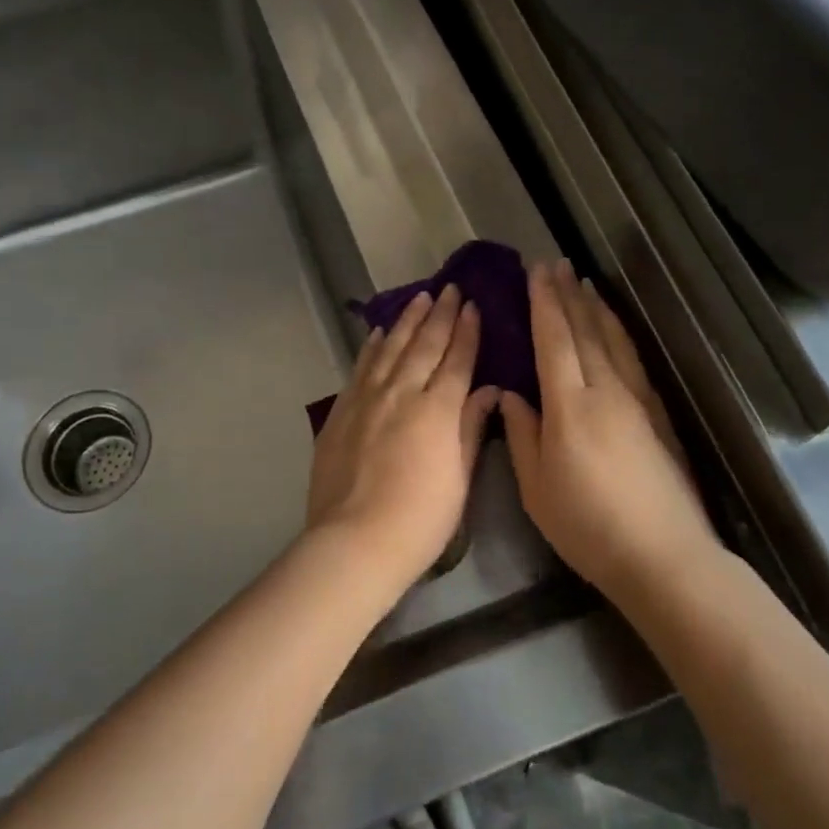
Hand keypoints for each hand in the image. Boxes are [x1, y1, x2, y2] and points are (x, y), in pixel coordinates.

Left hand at [305, 285, 499, 592]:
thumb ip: (470, 428)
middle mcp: (401, 393)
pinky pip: (361, 368)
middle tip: (448, 288)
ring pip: (390, 349)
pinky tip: (379, 334)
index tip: (472, 305)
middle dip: (439, 315)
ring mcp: (367, 399)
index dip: (466, 332)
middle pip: (423, 345)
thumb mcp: (459, 478)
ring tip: (418, 298)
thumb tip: (487, 391)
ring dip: (406, 321)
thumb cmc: (420, 520)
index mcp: (437, 410)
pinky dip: (372, 348)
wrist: (355, 540)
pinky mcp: (341, 412)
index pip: (456, 360)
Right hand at [501, 261, 716, 597]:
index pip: (553, 340)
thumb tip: (509, 395)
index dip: (543, 303)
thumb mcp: (536, 487)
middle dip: (568, 295)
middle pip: (585, 331)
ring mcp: (636, 401)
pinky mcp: (656, 416)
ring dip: (596, 308)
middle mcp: (605, 391)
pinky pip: (633, 360)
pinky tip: (616, 329)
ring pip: (613, 341)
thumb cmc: (587, 526)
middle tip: (556, 263)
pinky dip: (620, 334)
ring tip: (584, 282)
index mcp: (570, 406)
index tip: (535, 272)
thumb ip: (521, 435)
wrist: (664, 556)